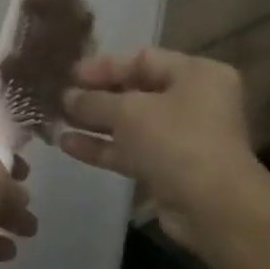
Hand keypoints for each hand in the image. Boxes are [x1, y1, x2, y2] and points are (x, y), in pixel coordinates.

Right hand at [58, 49, 269, 255]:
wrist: (213, 209)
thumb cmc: (176, 141)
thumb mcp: (128, 112)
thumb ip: (94, 101)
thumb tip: (67, 96)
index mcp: (196, 74)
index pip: (143, 59)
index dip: (104, 66)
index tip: (69, 73)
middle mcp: (193, 101)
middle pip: (136, 91)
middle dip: (96, 96)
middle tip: (59, 97)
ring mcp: (182, 137)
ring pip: (131, 124)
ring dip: (95, 123)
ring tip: (56, 120)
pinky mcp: (170, 168)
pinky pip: (132, 150)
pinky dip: (104, 147)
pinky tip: (68, 145)